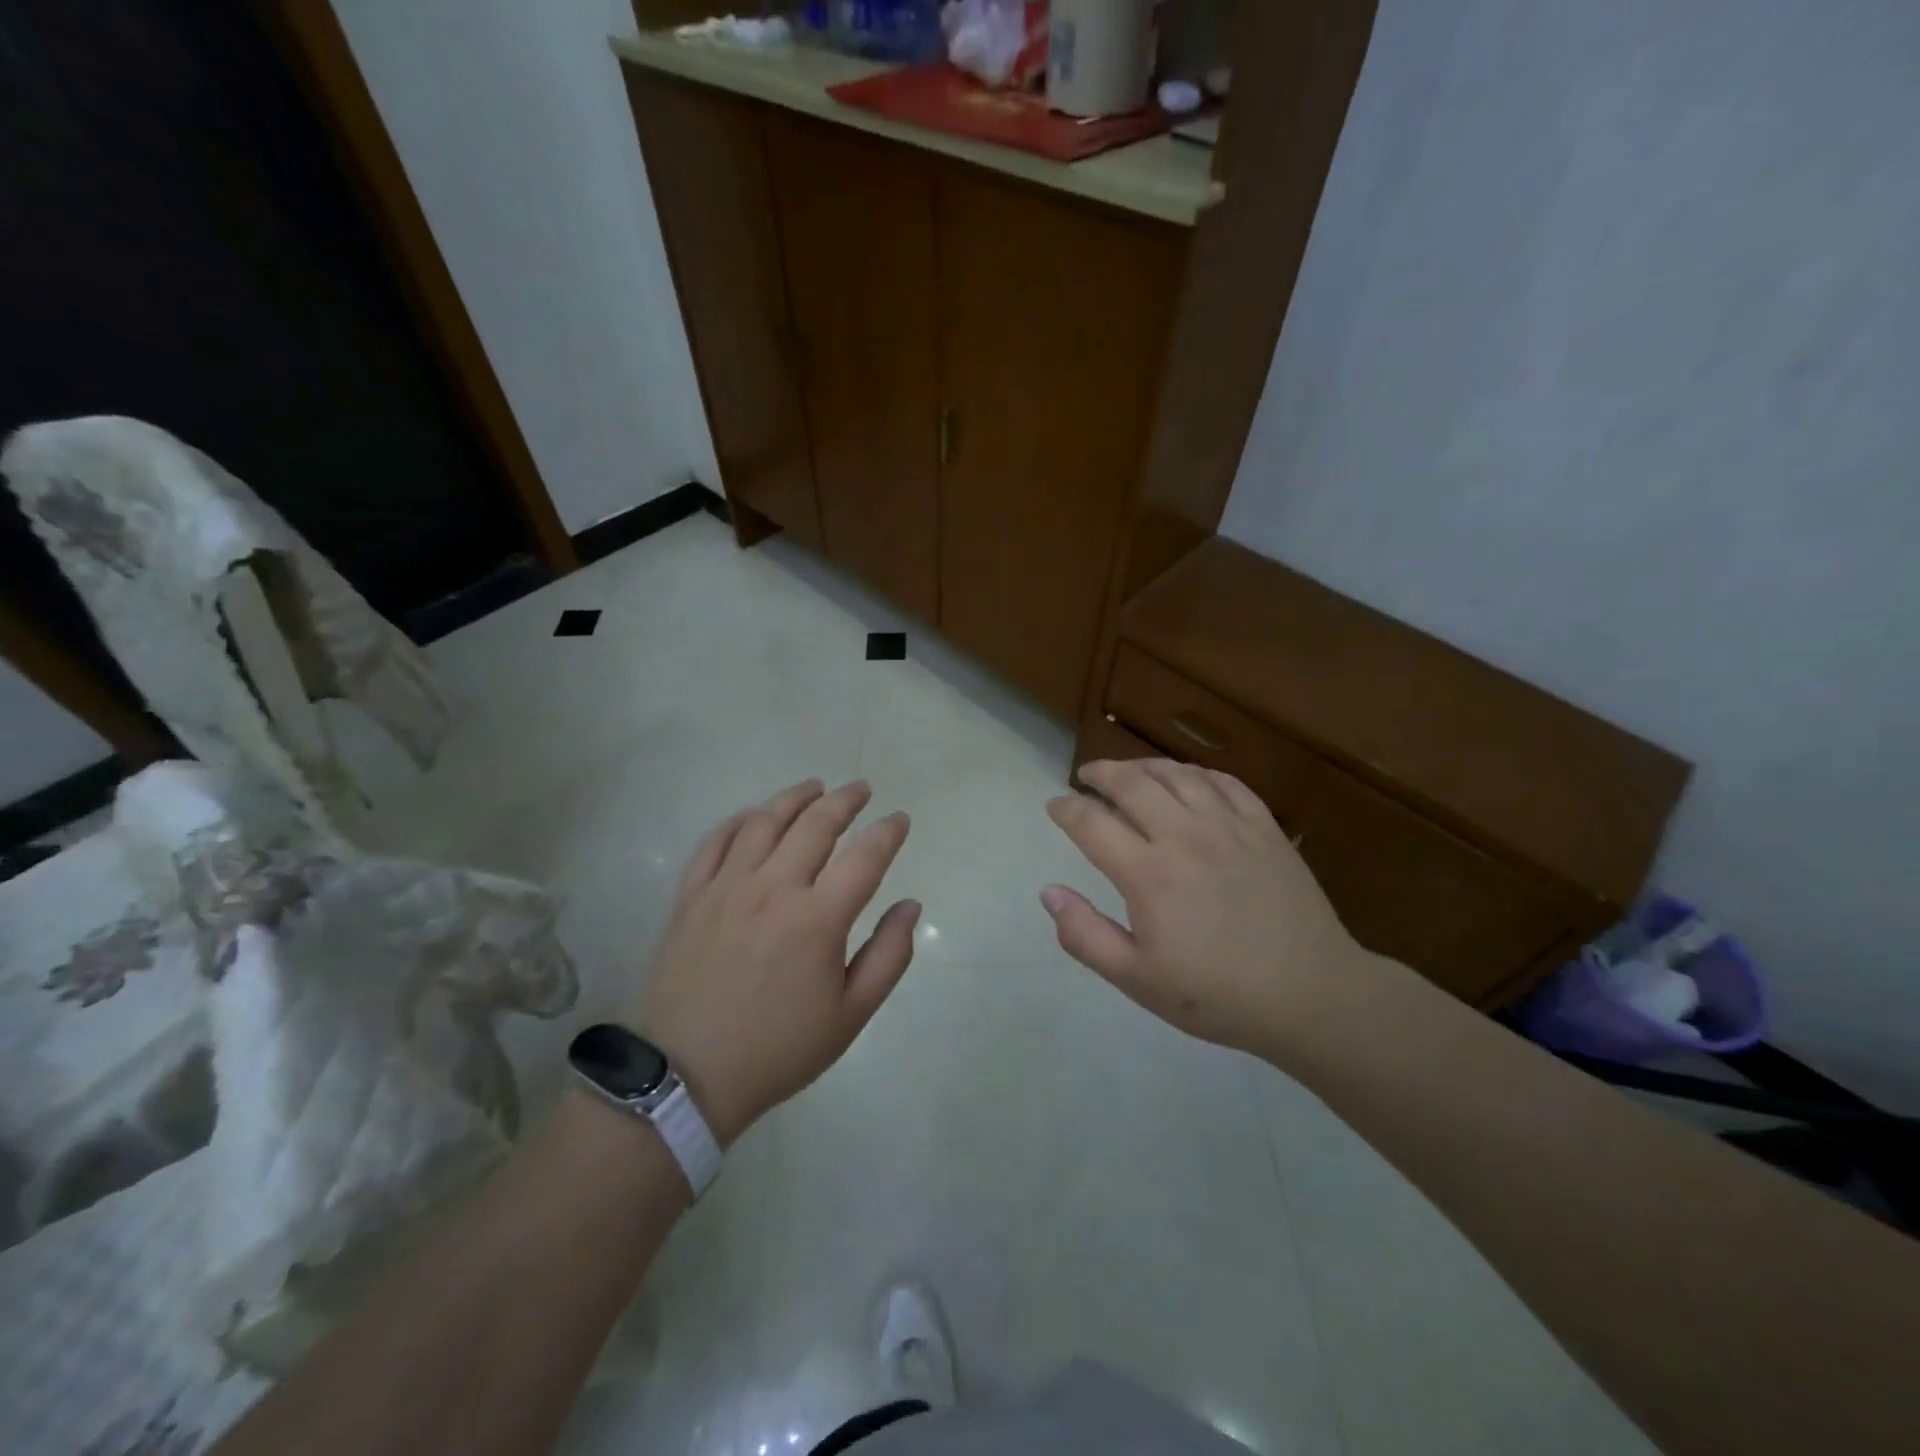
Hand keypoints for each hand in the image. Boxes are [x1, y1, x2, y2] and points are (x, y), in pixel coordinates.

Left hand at [632, 779, 918, 1144]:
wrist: (687, 1076)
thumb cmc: (779, 1048)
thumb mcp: (851, 1015)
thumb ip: (889, 955)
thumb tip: (910, 906)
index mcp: (818, 918)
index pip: (865, 856)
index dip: (888, 832)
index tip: (899, 820)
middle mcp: (773, 888)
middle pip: (816, 824)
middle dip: (845, 800)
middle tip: (861, 789)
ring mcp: (726, 886)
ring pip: (765, 820)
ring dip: (795, 797)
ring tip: (814, 787)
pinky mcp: (691, 895)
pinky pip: (716, 840)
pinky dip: (741, 819)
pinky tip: (755, 815)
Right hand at [1041, 758, 1361, 1054]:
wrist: (1310, 995)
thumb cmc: (1217, 994)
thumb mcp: (1137, 979)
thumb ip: (1085, 935)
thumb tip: (1049, 893)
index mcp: (1148, 874)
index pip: (1092, 823)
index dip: (1066, 809)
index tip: (1055, 806)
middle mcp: (1184, 836)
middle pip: (1132, 783)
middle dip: (1101, 773)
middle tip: (1086, 776)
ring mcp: (1229, 827)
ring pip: (1177, 774)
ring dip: (1144, 766)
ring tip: (1130, 772)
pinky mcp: (1265, 828)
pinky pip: (1225, 782)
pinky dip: (1197, 773)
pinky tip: (1188, 780)